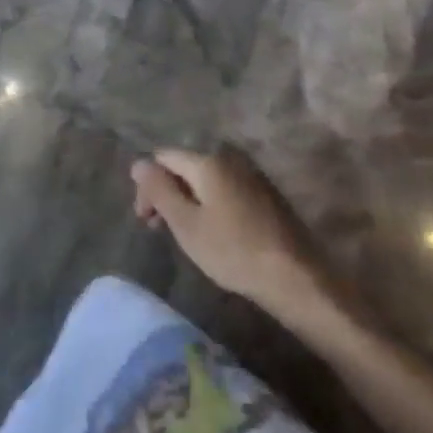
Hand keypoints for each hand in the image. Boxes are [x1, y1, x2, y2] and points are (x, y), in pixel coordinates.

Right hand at [131, 146, 324, 313]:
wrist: (295, 276)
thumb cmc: (233, 251)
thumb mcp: (186, 224)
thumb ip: (159, 191)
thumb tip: (138, 163)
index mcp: (207, 160)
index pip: (163, 158)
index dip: (148, 185)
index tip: (146, 221)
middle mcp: (229, 157)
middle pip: (185, 166)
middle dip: (167, 192)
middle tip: (160, 229)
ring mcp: (250, 173)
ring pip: (205, 178)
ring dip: (188, 199)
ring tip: (185, 233)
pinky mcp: (265, 191)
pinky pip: (225, 187)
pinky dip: (210, 203)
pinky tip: (214, 231)